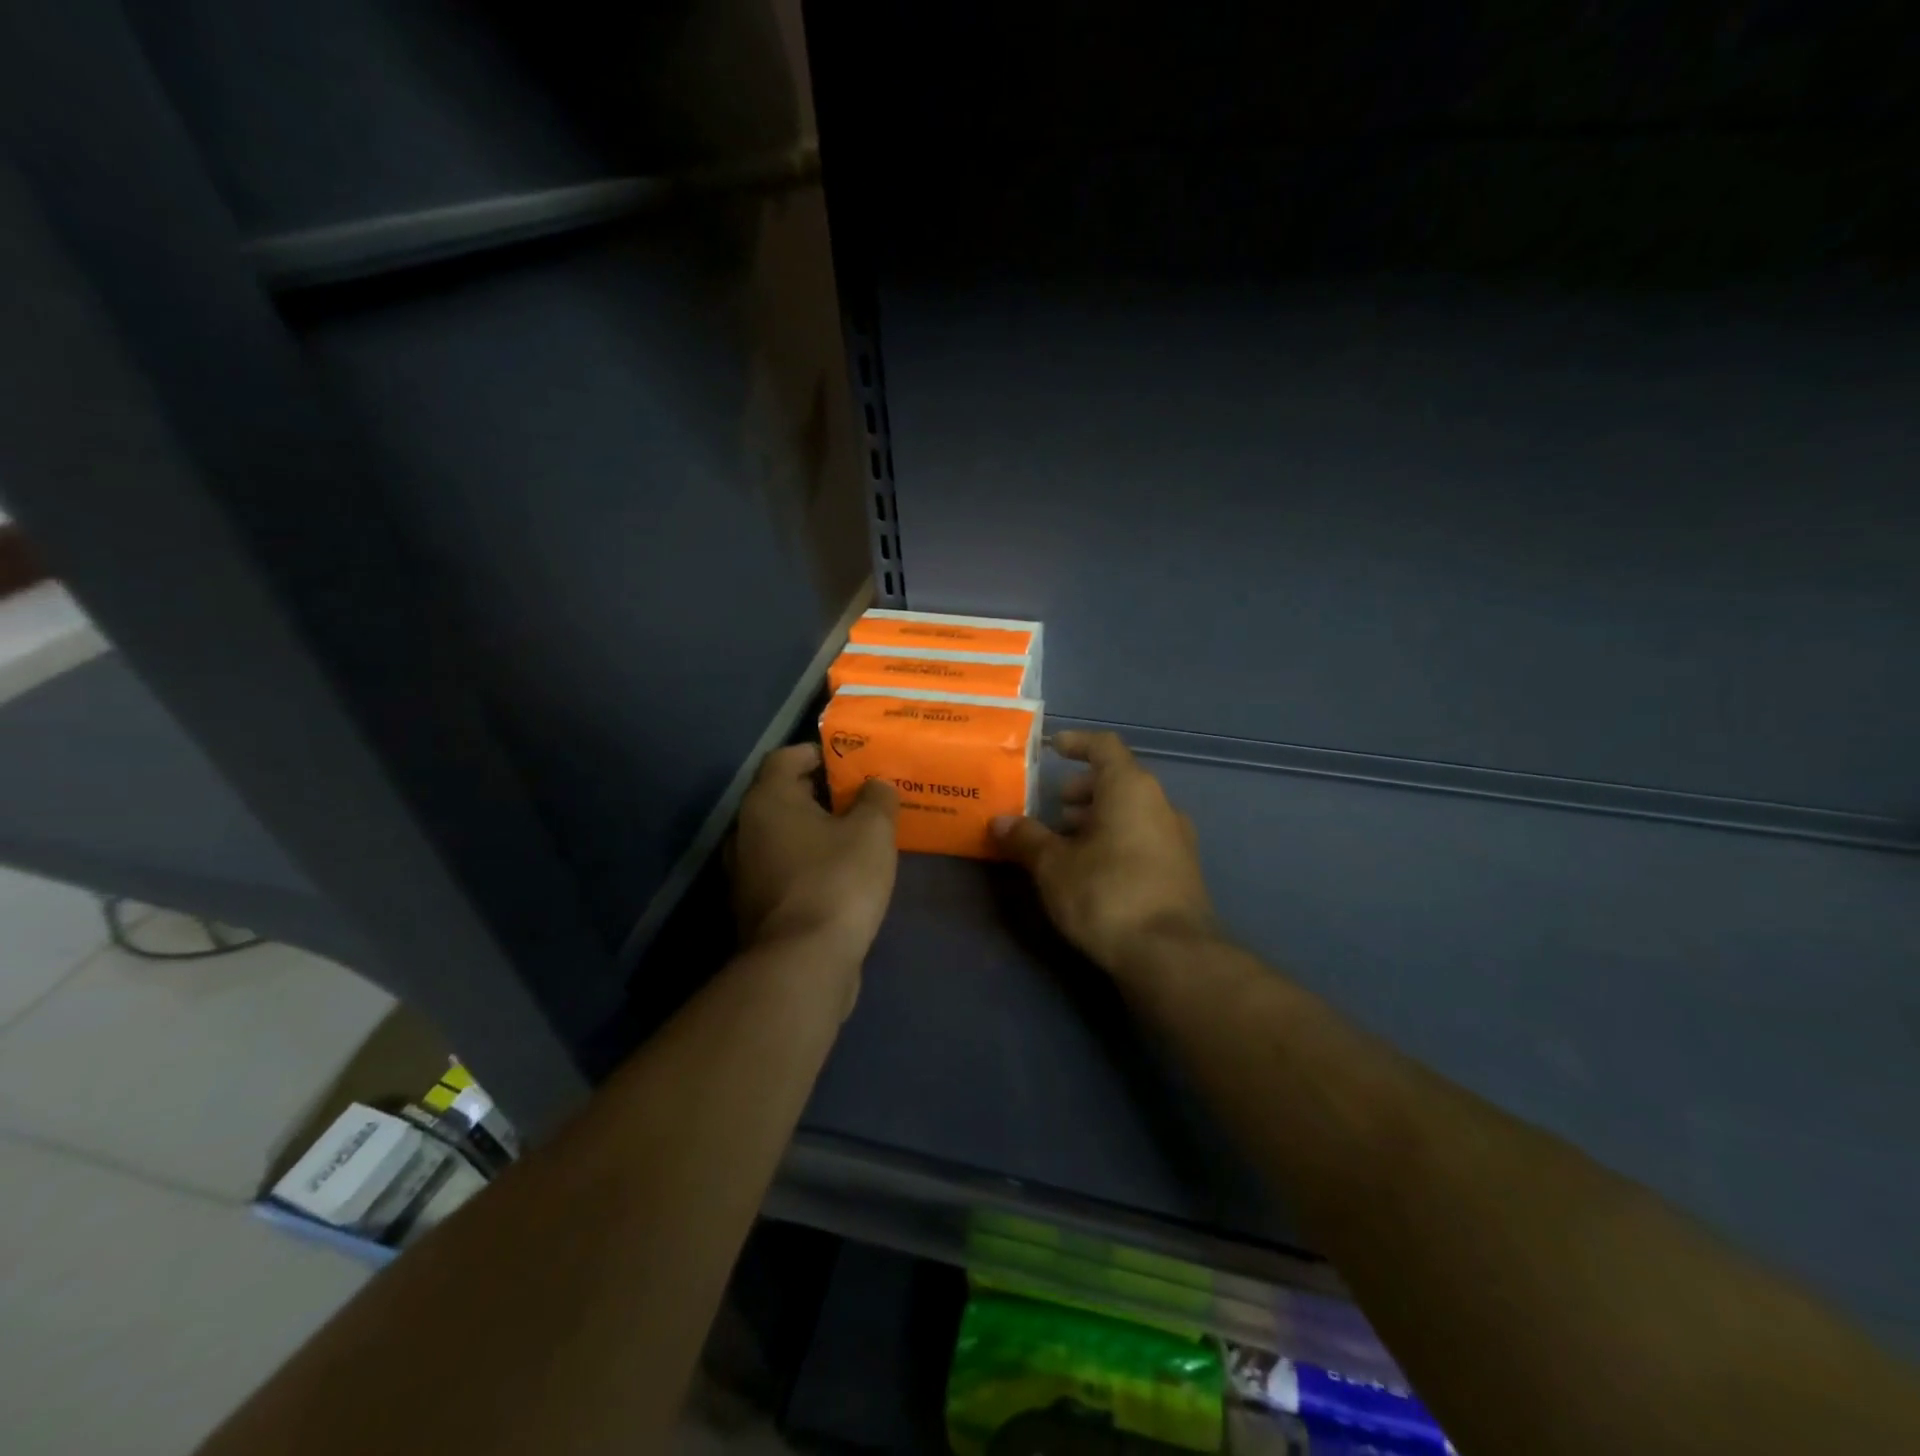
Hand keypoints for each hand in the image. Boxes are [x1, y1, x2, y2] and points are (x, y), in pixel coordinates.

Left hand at [731, 743, 899, 966]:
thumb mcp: (872, 831)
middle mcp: (745, 830)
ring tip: (857, 836)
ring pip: (783, 836)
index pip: (786, 757)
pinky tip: (842, 876)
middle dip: (823, 793)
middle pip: (783, 797)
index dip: (819, 752)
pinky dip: (808, 864)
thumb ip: (877, 798)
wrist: (802, 964)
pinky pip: (784, 869)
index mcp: (767, 801)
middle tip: (862, 797)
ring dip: (815, 832)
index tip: (852, 762)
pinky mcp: (755, 907)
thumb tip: (876, 785)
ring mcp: (745, 872)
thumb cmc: (837, 881)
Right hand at [991, 730, 1217, 979]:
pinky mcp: (1181, 871)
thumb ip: (1027, 838)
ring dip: (1098, 818)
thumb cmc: (1107, 894)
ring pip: (1132, 812)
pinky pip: (1143, 838)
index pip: (1104, 747)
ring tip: (1067, 843)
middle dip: (1084, 790)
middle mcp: (1160, 804)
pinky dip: (1116, 840)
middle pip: (1119, 780)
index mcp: (1131, 788)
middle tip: (1055, 807)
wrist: (1171, 955)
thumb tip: (1000, 822)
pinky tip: (1093, 871)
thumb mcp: (1054, 866)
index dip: (1077, 743)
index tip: (1052, 748)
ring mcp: (1177, 839)